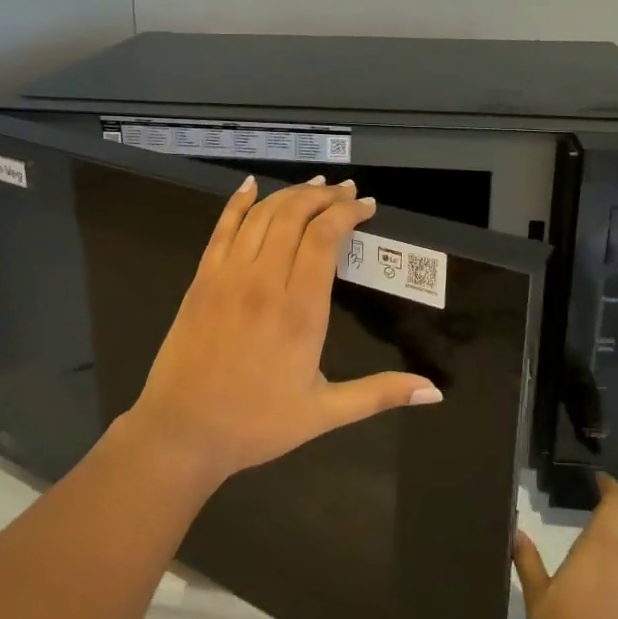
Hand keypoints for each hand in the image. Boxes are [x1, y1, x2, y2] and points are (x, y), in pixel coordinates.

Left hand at [119, 176, 440, 489]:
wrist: (182, 432)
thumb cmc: (256, 424)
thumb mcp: (324, 413)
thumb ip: (379, 394)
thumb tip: (435, 393)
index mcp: (300, 311)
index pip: (325, 238)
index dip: (347, 213)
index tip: (367, 206)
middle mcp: (264, 282)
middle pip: (295, 216)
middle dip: (324, 196)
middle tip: (346, 191)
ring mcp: (228, 276)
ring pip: (262, 216)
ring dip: (290, 193)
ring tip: (314, 185)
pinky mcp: (202, 279)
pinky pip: (221, 228)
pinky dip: (238, 203)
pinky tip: (251, 186)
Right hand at [513, 474, 617, 618]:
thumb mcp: (536, 596)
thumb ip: (527, 560)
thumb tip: (516, 531)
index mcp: (601, 548)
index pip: (617, 505)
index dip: (612, 488)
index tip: (599, 479)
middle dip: (616, 511)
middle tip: (594, 505)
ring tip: (592, 543)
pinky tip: (599, 585)